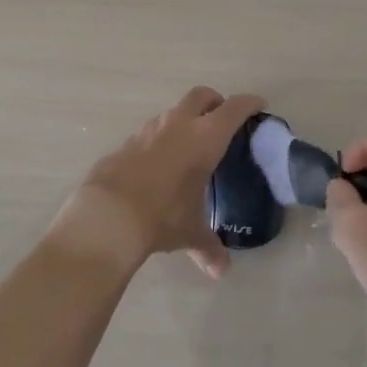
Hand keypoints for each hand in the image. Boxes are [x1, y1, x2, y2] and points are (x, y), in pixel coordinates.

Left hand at [57, 87, 264, 277]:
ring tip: (189, 146)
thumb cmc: (163, 215)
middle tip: (222, 120)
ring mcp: (149, 129)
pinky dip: (161, 140)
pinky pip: (151, 132)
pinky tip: (160, 164)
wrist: (108, 215)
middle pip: (202, 95)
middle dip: (215, 102)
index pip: (234, 109)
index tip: (258, 104)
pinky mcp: (127, 142)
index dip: (249, 103)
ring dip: (185, 120)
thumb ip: (208, 247)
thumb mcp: (190, 232)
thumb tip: (220, 271)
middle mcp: (179, 124)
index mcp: (205, 138)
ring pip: (173, 112)